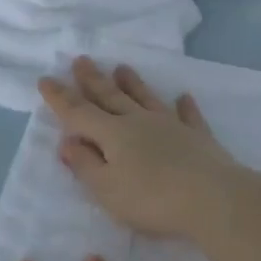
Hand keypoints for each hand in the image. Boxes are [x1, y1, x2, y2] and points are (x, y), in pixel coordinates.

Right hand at [38, 57, 248, 239]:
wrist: (214, 200)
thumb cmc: (152, 199)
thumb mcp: (106, 189)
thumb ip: (85, 164)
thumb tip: (67, 141)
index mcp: (113, 134)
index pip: (79, 113)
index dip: (60, 98)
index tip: (45, 79)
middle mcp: (139, 122)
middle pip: (111, 97)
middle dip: (93, 80)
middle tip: (81, 60)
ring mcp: (171, 126)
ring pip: (146, 99)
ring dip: (133, 83)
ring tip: (122, 67)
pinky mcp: (199, 138)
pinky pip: (188, 116)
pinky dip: (184, 106)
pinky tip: (183, 97)